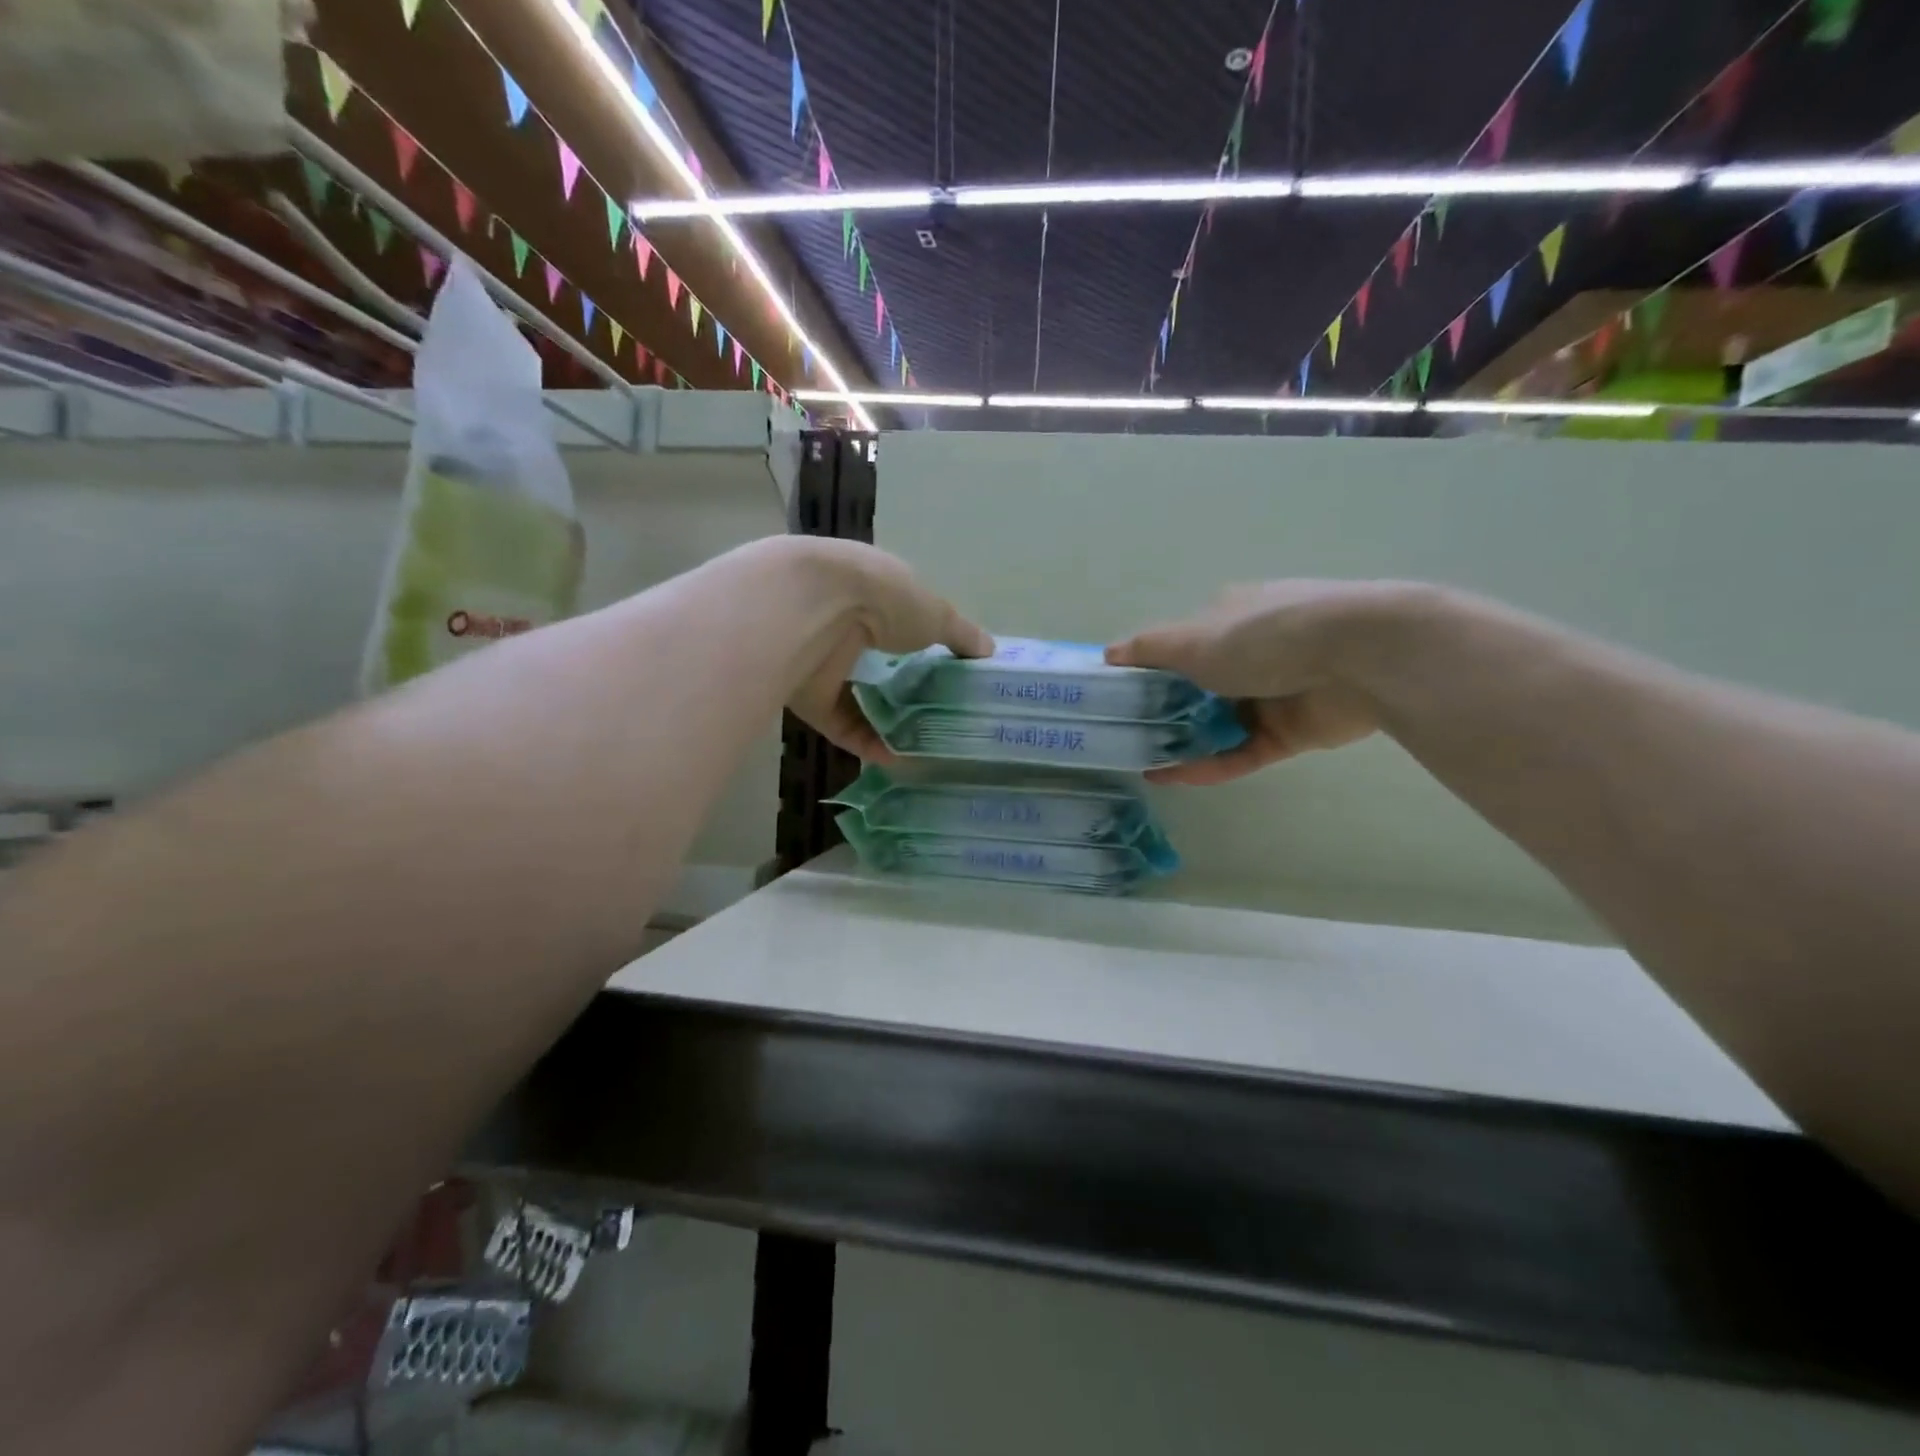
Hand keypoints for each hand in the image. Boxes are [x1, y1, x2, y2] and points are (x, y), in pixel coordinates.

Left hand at [784, 539, 992, 759]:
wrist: (813, 611)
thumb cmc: (882, 598)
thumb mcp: (936, 612)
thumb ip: (962, 634)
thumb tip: (989, 651)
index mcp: (871, 591)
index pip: (898, 619)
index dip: (922, 643)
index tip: (948, 672)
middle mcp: (843, 624)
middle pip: (877, 663)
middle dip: (904, 689)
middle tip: (937, 715)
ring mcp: (822, 661)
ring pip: (856, 697)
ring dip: (886, 722)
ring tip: (921, 744)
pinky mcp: (807, 696)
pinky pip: (840, 724)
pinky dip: (866, 741)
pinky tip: (895, 758)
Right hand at [1107, 580, 1417, 784]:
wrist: (1361, 657)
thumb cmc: (1265, 636)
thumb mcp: (1193, 638)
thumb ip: (1149, 650)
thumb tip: (1106, 654)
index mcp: (1227, 618)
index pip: (1179, 646)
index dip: (1147, 671)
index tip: (1116, 698)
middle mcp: (1249, 654)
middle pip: (1196, 688)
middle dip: (1161, 712)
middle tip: (1122, 738)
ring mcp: (1272, 694)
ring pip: (1216, 724)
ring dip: (1181, 743)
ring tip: (1140, 763)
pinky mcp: (1291, 733)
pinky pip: (1240, 752)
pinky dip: (1208, 764)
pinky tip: (1170, 778)